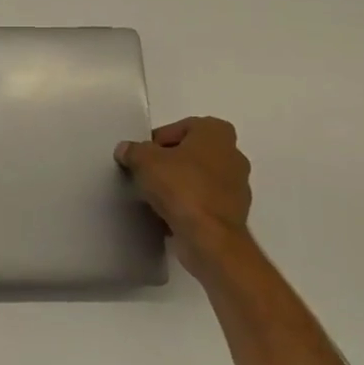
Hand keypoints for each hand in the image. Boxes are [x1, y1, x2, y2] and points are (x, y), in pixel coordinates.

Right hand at [115, 117, 253, 274]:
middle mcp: (233, 153)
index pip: (179, 128)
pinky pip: (204, 202)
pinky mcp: (234, 213)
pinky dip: (189, 206)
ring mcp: (237, 185)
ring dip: (179, 185)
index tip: (142, 158)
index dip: (156, 142)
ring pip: (198, 178)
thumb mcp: (144, 161)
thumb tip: (125, 150)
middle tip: (147, 176)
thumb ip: (133, 151)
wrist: (209, 236)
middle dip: (169, 163)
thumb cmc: (181, 186)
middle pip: (190, 153)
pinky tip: (169, 216)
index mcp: (216, 132)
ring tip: (155, 198)